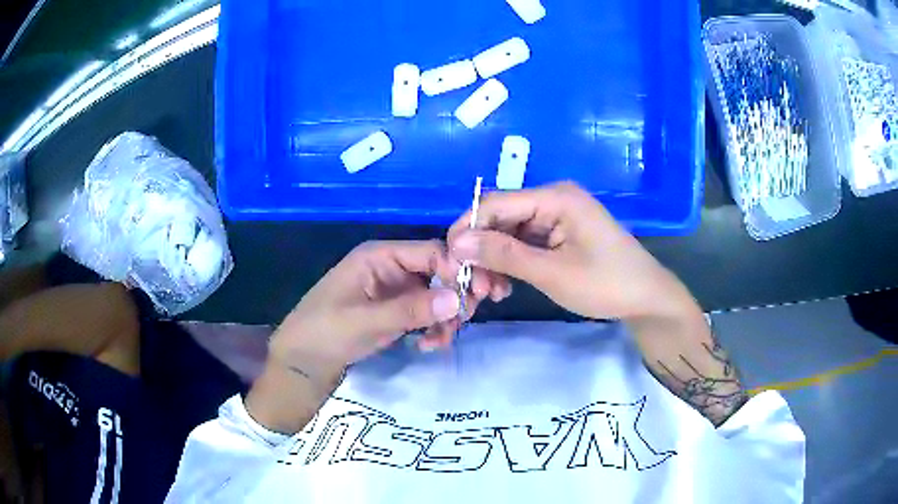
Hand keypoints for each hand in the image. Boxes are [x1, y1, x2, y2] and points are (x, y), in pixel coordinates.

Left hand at [268, 240, 505, 379]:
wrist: (303, 361)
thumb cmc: (324, 332)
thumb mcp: (365, 321)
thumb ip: (411, 310)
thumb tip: (458, 299)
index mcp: (380, 257)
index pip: (431, 252)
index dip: (458, 270)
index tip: (480, 294)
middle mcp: (392, 267)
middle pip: (440, 271)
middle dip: (457, 295)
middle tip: (467, 319)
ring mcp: (396, 290)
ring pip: (438, 295)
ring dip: (447, 317)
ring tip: (441, 341)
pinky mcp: (397, 311)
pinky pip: (428, 313)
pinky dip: (435, 327)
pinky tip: (429, 345)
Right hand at [448, 182, 695, 321]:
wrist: (646, 299)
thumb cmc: (605, 284)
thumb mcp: (552, 273)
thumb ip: (504, 255)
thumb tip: (457, 243)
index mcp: (555, 197)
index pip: (495, 204)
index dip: (466, 230)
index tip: (449, 263)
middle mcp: (552, 199)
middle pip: (500, 219)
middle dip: (481, 252)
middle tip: (473, 288)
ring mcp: (556, 217)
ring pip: (508, 235)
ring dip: (494, 262)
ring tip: (490, 293)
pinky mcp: (559, 234)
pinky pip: (524, 244)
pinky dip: (511, 264)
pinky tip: (505, 287)